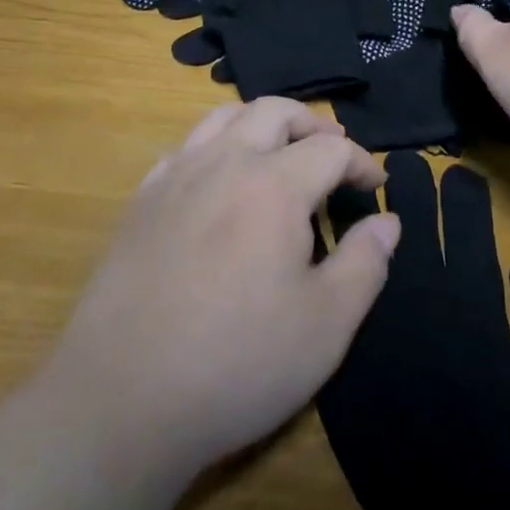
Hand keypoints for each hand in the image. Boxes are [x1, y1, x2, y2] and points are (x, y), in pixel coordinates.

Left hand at [38, 99, 401, 479]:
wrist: (122, 398)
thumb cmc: (237, 362)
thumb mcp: (326, 326)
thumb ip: (365, 264)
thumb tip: (387, 222)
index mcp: (274, 185)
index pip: (330, 149)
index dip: (361, 161)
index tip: (376, 185)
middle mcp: (224, 162)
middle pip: (274, 111)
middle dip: (312, 124)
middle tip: (333, 150)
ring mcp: (176, 176)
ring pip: (223, 117)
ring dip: (262, 122)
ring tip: (280, 150)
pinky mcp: (142, 200)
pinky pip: (185, 147)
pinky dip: (215, 145)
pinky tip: (219, 179)